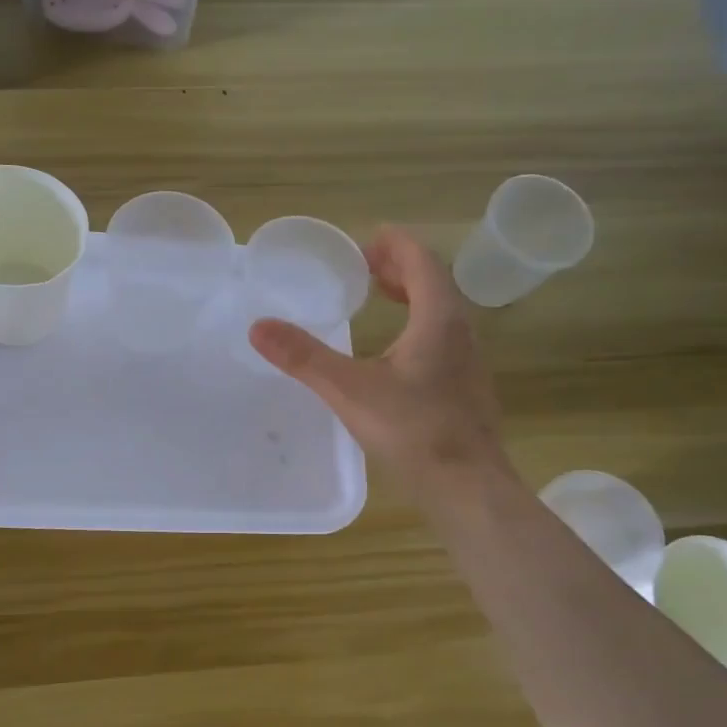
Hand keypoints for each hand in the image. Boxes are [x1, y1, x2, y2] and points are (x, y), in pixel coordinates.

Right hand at [250, 228, 508, 505]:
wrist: (467, 487)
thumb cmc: (413, 430)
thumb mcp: (350, 390)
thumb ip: (304, 357)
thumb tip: (258, 327)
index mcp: (438, 318)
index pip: (422, 261)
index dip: (396, 245)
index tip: (367, 239)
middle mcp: (461, 331)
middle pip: (434, 282)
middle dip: (400, 268)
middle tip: (365, 267)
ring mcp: (468, 361)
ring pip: (441, 311)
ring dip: (410, 296)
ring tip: (378, 298)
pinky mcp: (465, 387)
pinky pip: (442, 337)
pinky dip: (417, 325)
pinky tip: (394, 353)